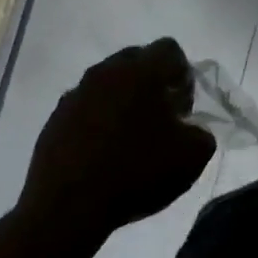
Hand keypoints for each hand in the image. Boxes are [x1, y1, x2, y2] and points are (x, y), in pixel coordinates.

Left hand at [18, 38, 216, 239]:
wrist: (67, 208)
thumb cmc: (136, 172)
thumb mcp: (192, 157)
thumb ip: (202, 133)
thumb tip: (191, 129)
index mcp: (141, 71)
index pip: (169, 49)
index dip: (183, 74)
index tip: (183, 105)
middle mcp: (106, 72)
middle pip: (136, 60)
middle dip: (152, 81)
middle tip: (161, 117)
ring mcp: (76, 94)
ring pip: (108, 83)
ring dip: (123, 100)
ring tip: (131, 137)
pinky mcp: (55, 119)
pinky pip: (85, 107)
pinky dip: (98, 120)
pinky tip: (104, 153)